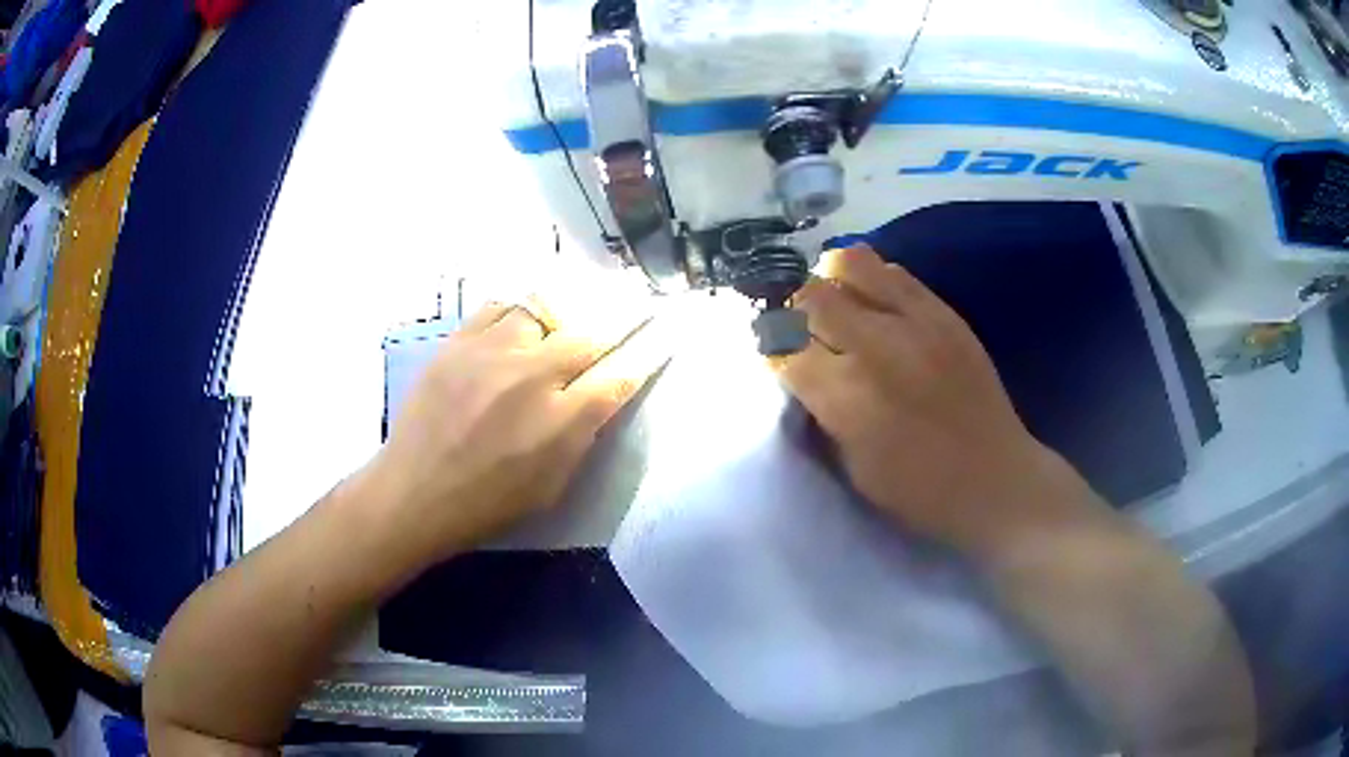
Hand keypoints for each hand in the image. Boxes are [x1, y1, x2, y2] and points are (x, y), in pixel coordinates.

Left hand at [362, 302, 660, 565]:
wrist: (415, 493)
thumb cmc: (487, 503)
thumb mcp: (551, 487)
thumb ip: (581, 439)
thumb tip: (598, 400)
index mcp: (561, 421)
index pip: (619, 376)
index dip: (645, 355)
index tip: (661, 337)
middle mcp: (533, 376)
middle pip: (587, 335)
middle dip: (611, 328)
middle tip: (622, 317)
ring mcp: (492, 353)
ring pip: (541, 312)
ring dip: (555, 323)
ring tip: (552, 333)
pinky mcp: (458, 343)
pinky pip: (496, 308)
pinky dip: (513, 316)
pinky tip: (512, 332)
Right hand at [775, 245, 1083, 554]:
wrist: (995, 479)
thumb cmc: (918, 491)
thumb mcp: (852, 467)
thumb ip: (822, 412)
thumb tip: (801, 372)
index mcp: (847, 398)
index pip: (784, 348)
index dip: (773, 351)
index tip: (779, 359)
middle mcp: (876, 348)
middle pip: (810, 296)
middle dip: (795, 311)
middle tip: (805, 331)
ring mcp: (916, 322)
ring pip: (849, 264)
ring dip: (832, 283)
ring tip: (841, 307)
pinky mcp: (944, 313)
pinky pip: (894, 272)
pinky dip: (873, 282)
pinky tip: (878, 308)